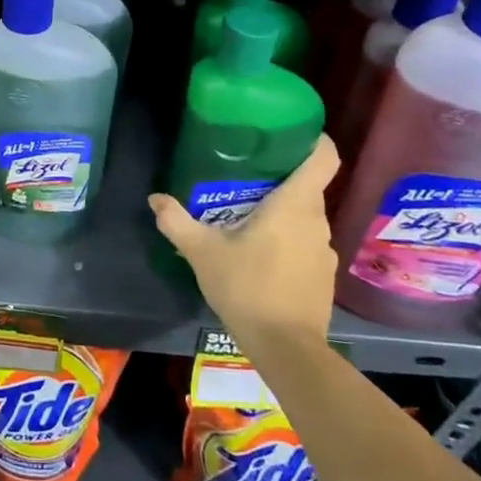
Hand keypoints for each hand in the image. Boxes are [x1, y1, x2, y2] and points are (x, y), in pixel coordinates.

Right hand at [149, 135, 341, 347]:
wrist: (285, 348)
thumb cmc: (247, 287)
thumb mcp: (202, 252)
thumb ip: (177, 221)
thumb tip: (155, 198)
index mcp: (295, 204)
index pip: (324, 157)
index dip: (315, 139)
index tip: (292, 132)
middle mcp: (317, 221)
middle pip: (308, 186)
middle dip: (281, 178)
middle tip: (246, 176)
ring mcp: (325, 250)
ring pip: (306, 217)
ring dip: (282, 212)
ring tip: (248, 216)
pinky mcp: (324, 275)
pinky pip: (306, 243)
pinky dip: (287, 240)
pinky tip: (261, 255)